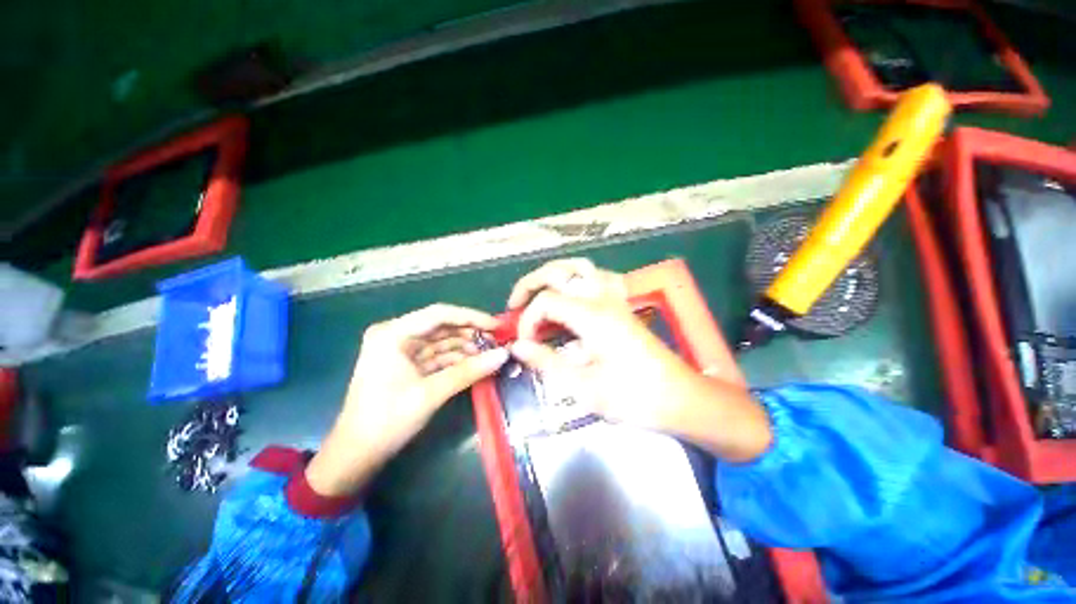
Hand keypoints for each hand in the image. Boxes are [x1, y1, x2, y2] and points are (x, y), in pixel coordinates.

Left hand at [306, 304, 508, 496]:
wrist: (356, 456)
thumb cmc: (387, 421)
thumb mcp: (431, 393)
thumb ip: (469, 371)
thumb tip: (504, 355)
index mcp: (392, 333)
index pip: (439, 314)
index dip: (471, 317)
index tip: (497, 326)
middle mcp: (396, 335)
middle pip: (442, 326)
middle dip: (471, 334)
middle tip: (498, 342)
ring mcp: (401, 349)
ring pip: (442, 341)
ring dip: (466, 347)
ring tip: (492, 354)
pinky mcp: (407, 364)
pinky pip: (437, 355)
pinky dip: (457, 360)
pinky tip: (477, 364)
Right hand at [507, 259, 771, 461]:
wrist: (681, 399)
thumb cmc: (634, 398)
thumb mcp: (584, 387)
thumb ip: (546, 362)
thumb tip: (517, 346)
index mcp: (592, 316)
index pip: (545, 302)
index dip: (527, 321)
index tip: (525, 346)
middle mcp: (603, 298)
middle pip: (559, 272)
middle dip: (530, 284)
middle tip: (515, 304)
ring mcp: (615, 299)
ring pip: (580, 268)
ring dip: (555, 276)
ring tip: (539, 294)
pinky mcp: (623, 306)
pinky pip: (599, 279)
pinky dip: (580, 280)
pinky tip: (574, 296)